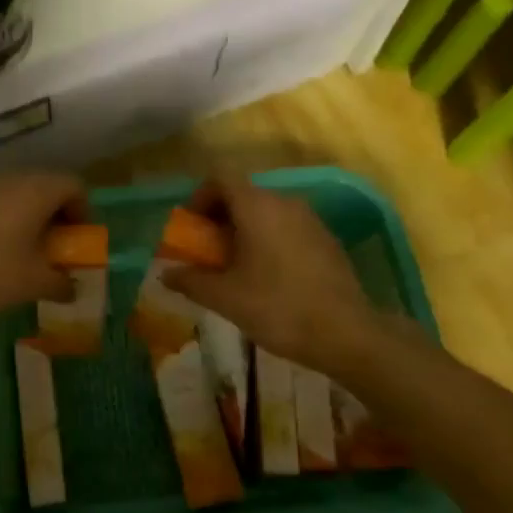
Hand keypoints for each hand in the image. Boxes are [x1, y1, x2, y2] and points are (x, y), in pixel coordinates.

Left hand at [0, 171, 86, 319]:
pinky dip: (0, 219)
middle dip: (55, 214)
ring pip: (15, 193)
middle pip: (44, 186)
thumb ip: (61, 283)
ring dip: (26, 215)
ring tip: (22, 250)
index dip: (83, 211)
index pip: (74, 185)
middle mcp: (10, 178)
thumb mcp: (34, 284)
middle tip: (54, 246)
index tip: (78, 240)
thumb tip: (73, 289)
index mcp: (36, 190)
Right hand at [163, 175, 419, 378]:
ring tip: (235, 267)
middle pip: (243, 194)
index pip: (220, 177)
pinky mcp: (326, 240)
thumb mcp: (226, 298)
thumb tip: (165, 274)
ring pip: (266, 212)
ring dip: (244, 230)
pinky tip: (268, 278)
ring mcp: (310, 220)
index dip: (199, 197)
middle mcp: (284, 202)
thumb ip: (191, 281)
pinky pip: (287, 228)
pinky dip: (269, 240)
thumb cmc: (278, 308)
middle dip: (219, 218)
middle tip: (208, 252)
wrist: (347, 335)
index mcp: (257, 206)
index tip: (191, 227)